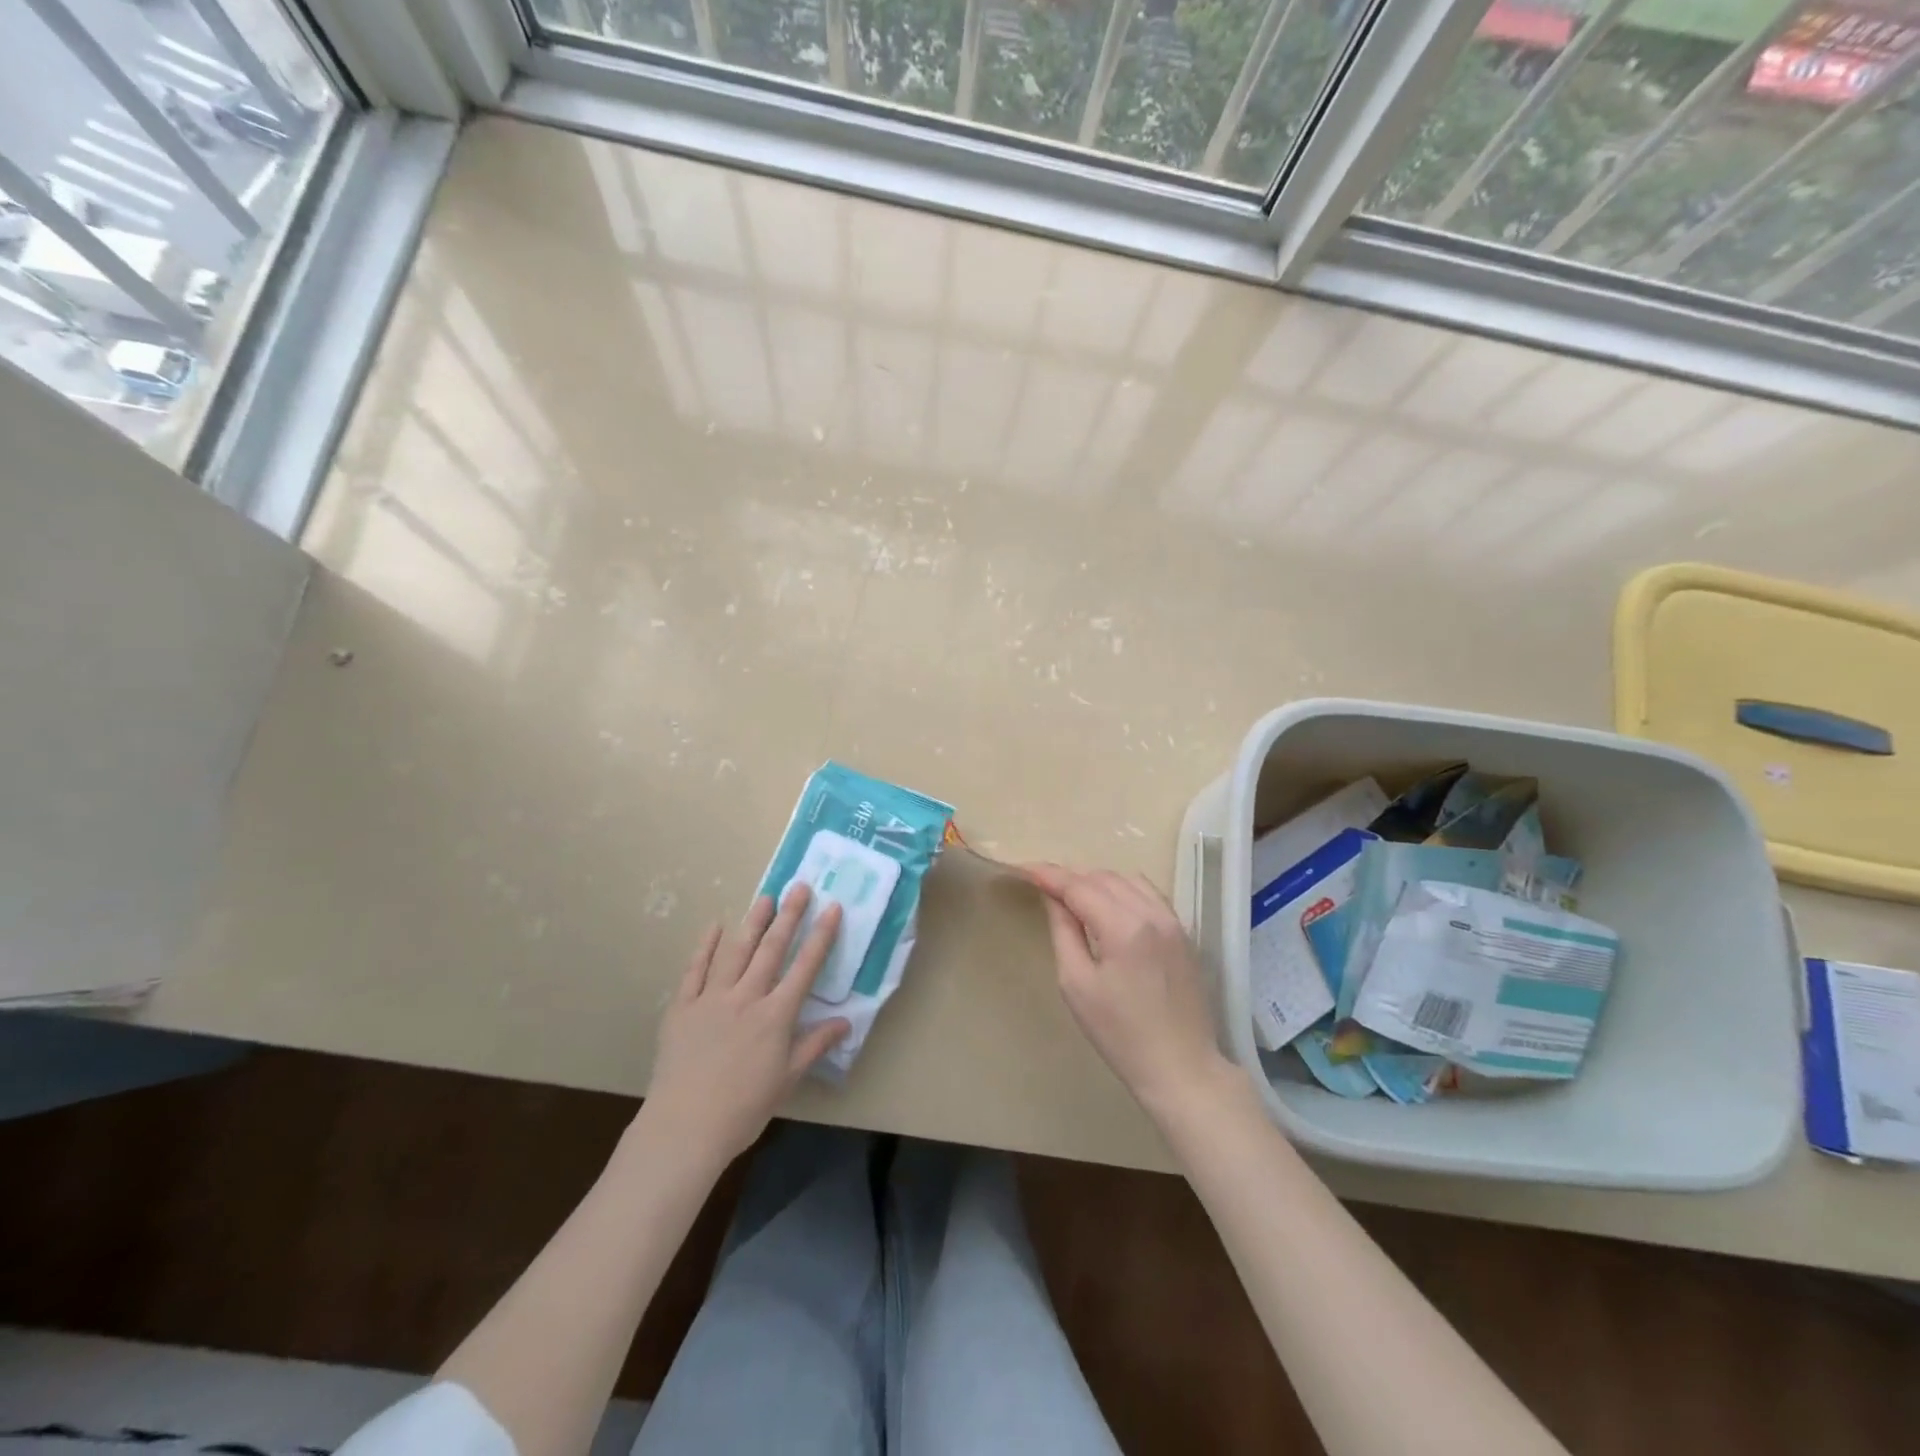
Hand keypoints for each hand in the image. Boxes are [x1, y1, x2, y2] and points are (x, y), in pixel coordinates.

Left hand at [643, 885, 849, 1164]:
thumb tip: (845, 1023)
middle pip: (771, 949)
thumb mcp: (787, 1080)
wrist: (684, 1127)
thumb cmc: (743, 1109)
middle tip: (800, 887)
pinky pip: (695, 970)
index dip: (821, 936)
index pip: (805, 967)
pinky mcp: (682, 1007)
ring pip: (736, 951)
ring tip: (765, 897)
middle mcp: (747, 998)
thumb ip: (815, 1046)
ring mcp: (712, 999)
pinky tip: (714, 926)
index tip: (832, 908)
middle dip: (789, 916)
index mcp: (776, 1016)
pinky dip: (705, 946)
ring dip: (752, 922)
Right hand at [1026, 864, 1235, 1122]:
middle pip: (1103, 878)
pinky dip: (1123, 889)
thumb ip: (1064, 932)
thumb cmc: (1120, 1034)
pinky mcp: (1183, 932)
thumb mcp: (1077, 984)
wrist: (1181, 1067)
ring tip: (1072, 895)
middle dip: (1071, 877)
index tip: (1024, 869)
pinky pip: (1148, 893)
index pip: (1078, 886)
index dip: (1049, 875)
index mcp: (1124, 927)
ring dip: (1097, 880)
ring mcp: (1172, 920)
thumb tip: (1053, 898)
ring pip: (1127, 880)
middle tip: (1043, 885)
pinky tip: (1108, 903)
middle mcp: (1152, 913)